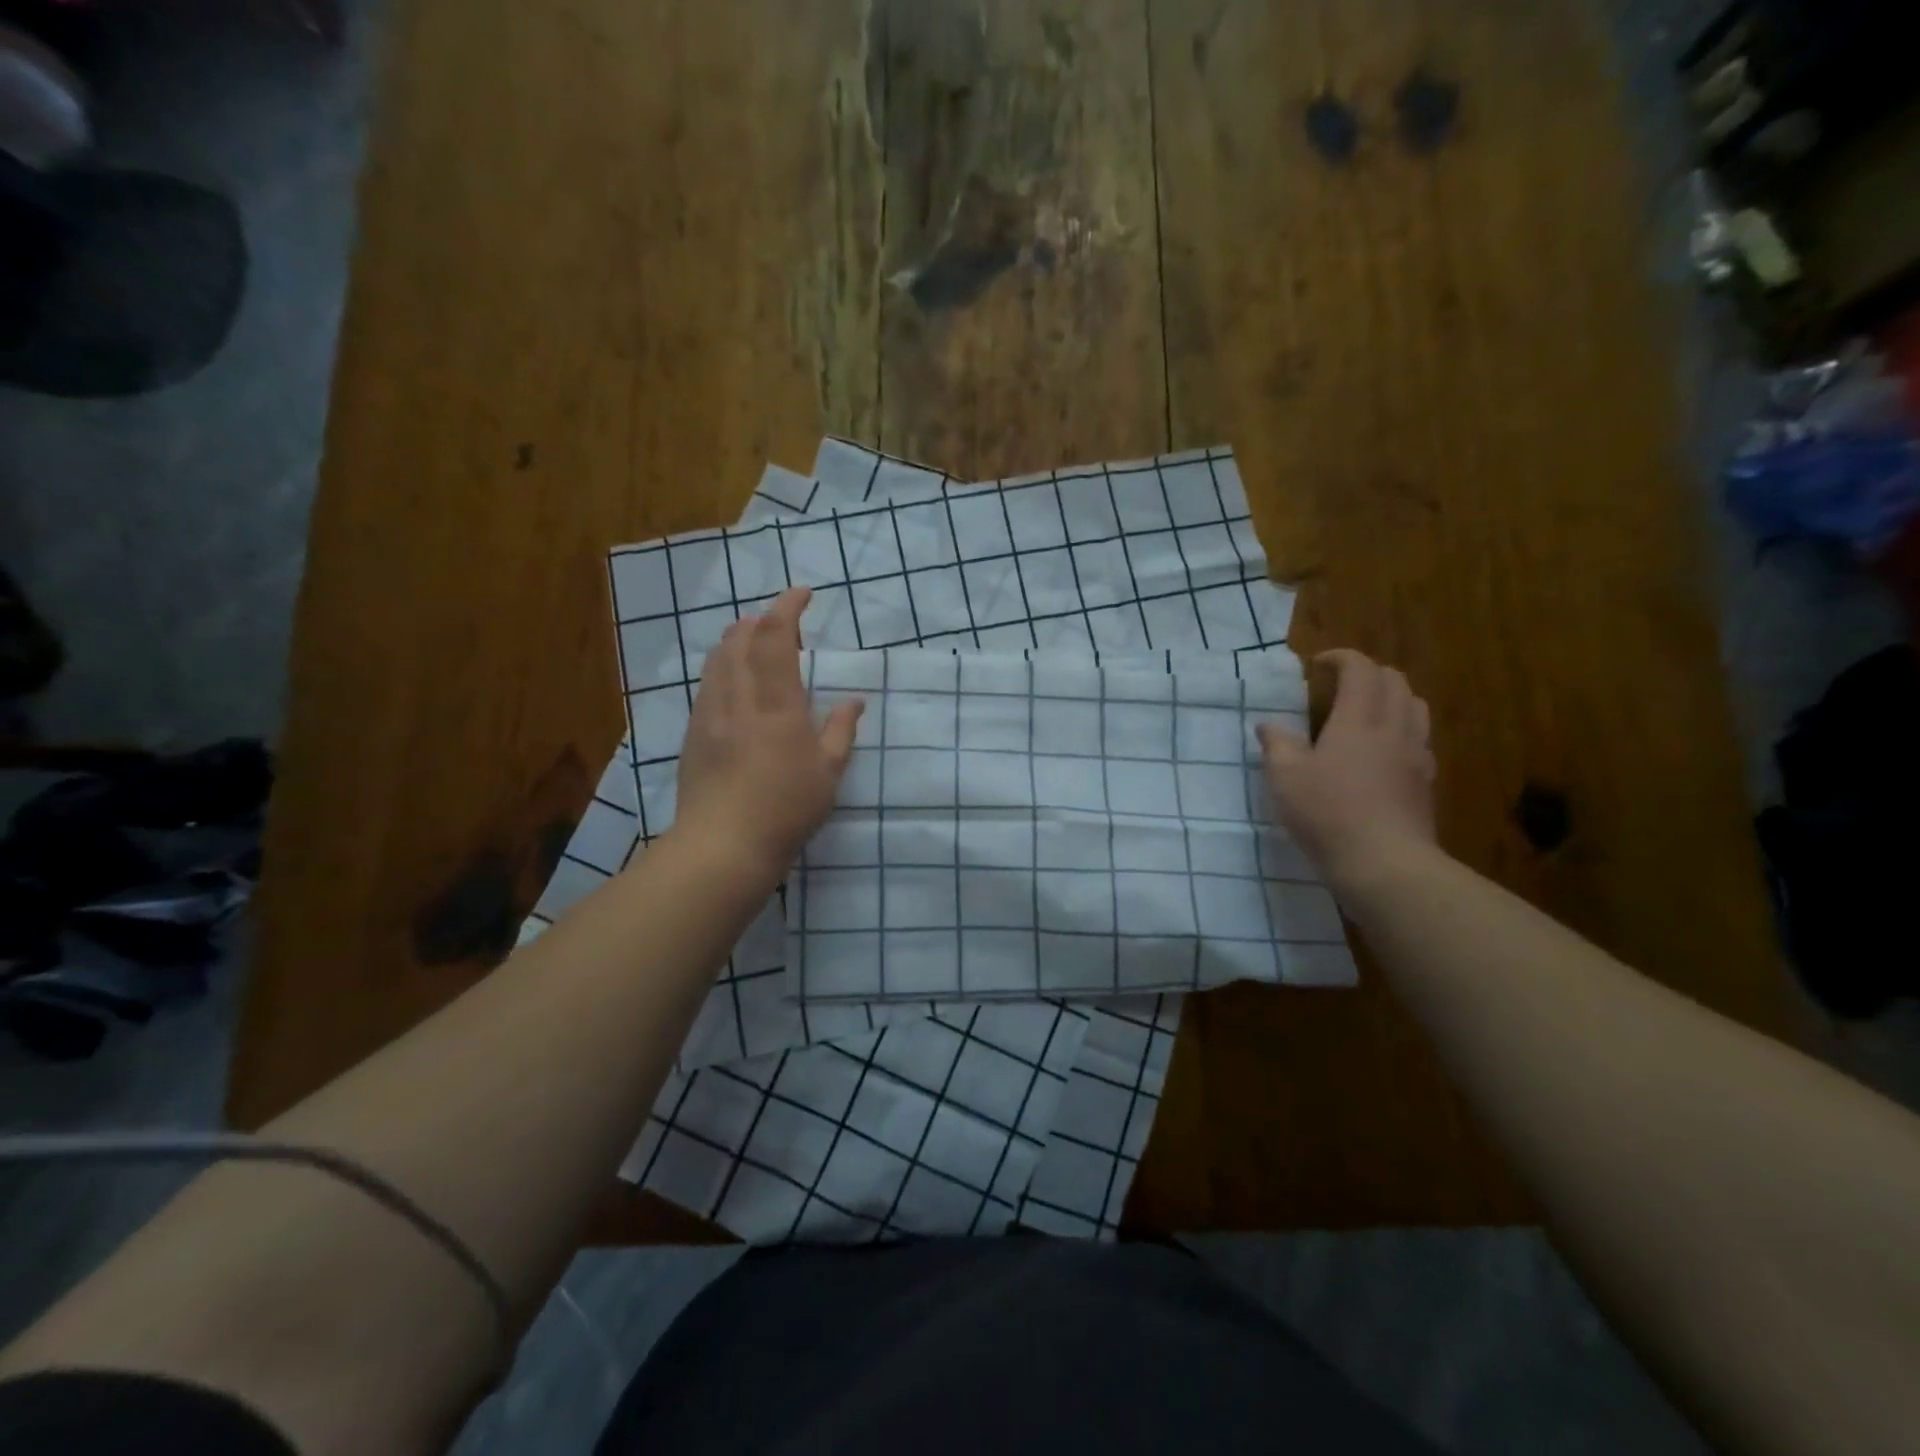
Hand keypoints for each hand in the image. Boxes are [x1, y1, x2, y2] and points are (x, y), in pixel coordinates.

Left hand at [673, 587, 863, 883]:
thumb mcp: (827, 773)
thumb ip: (840, 731)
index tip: (803, 593)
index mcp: (775, 704)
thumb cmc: (785, 809)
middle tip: (781, 622)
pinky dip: (723, 667)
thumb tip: (853, 700)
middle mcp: (737, 698)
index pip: (775, 638)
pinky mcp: (693, 734)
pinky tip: (734, 684)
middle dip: (759, 620)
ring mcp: (709, 715)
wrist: (722, 846)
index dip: (787, 608)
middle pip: (738, 639)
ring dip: (736, 640)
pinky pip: (707, 684)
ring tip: (755, 643)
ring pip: (717, 659)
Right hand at [1256, 649, 1437, 889]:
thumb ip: (1277, 745)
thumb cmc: (1328, 813)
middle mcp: (1393, 728)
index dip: (1341, 658)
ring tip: (1367, 711)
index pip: (1360, 670)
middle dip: (1368, 672)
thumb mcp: (1286, 778)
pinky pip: (1420, 738)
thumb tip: (1269, 725)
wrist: (1385, 863)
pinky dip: (1402, 728)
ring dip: (1392, 696)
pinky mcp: (1425, 781)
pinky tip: (1383, 750)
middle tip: (1341, 684)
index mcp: (1358, 720)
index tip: (1318, 665)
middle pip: (1395, 681)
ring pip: (1415, 706)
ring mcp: (1416, 755)